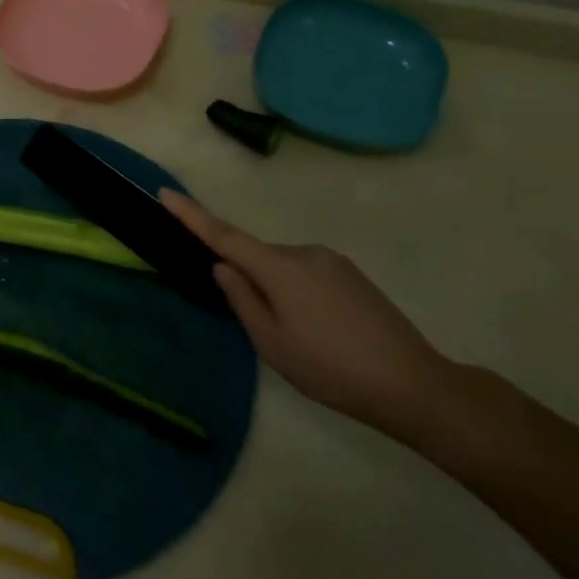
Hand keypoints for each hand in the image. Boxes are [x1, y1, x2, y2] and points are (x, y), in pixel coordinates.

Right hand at [161, 190, 454, 440]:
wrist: (413, 385)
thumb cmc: (330, 368)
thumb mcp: (272, 343)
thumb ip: (241, 299)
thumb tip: (223, 266)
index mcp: (280, 268)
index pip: (224, 236)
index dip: (191, 215)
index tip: (165, 193)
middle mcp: (305, 252)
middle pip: (257, 256)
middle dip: (248, 281)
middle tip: (261, 328)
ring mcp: (332, 261)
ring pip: (283, 268)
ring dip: (276, 291)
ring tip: (298, 339)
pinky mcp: (352, 275)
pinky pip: (307, 274)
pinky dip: (298, 294)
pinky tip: (319, 331)